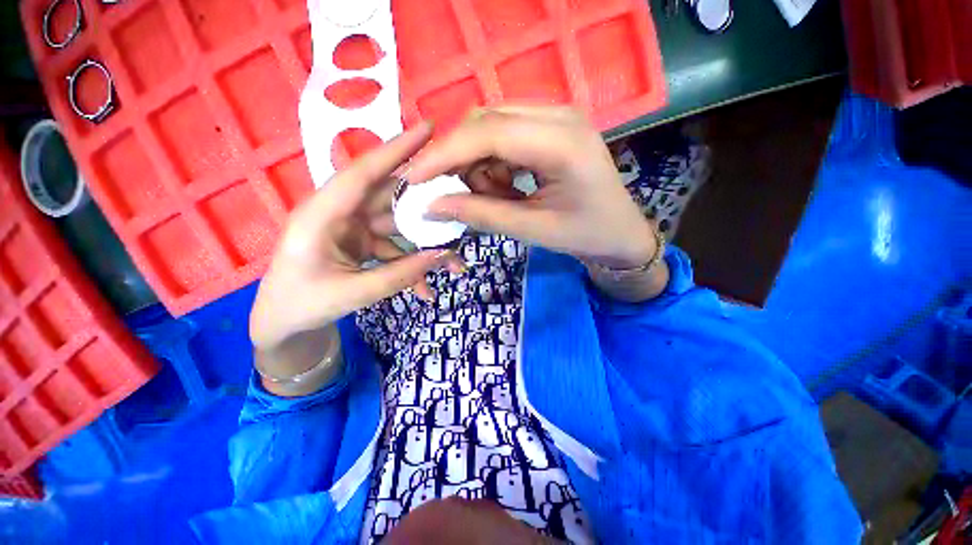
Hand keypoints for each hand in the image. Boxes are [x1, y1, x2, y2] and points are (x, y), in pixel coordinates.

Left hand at [250, 122, 456, 353]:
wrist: (284, 324)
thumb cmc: (302, 305)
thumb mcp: (352, 294)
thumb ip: (399, 275)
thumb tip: (442, 256)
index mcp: (322, 214)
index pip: (363, 172)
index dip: (396, 149)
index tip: (428, 129)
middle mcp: (340, 213)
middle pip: (390, 196)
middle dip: (426, 200)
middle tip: (460, 195)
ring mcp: (353, 228)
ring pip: (399, 225)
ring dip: (426, 244)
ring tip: (454, 263)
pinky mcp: (362, 243)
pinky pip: (394, 248)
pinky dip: (412, 266)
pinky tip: (426, 290)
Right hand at [408, 106, 657, 268]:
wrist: (621, 232)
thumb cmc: (585, 234)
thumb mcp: (532, 230)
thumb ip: (482, 215)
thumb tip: (432, 206)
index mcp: (562, 142)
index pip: (488, 132)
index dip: (444, 154)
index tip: (413, 178)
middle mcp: (558, 115)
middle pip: (485, 122)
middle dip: (461, 160)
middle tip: (459, 197)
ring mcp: (556, 116)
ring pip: (490, 126)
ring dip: (479, 164)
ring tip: (497, 197)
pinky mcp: (550, 126)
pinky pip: (504, 134)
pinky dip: (493, 162)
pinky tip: (507, 187)